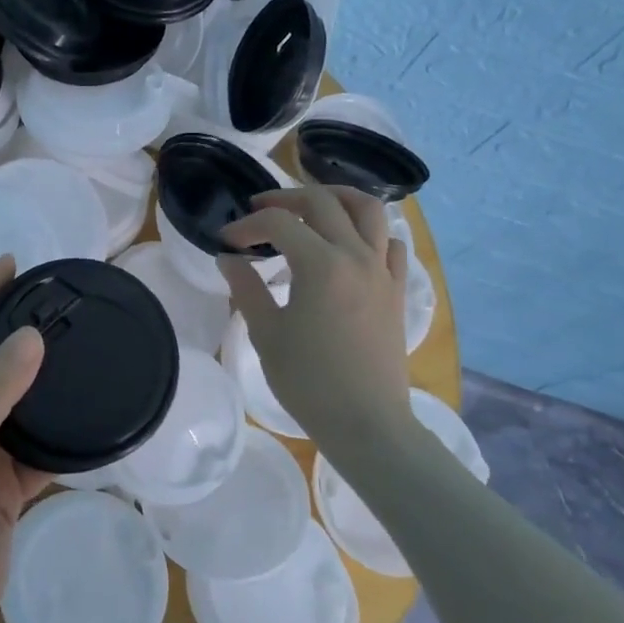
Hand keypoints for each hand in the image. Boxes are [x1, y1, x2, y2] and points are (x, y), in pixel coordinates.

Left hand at [0, 256, 50, 622]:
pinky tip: (90, 413)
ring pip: (17, 403)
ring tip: (75, 343)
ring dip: (43, 377)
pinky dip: (63, 432)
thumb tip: (32, 337)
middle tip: (53, 298)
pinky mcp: (8, 483)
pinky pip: (41, 446)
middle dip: (14, 329)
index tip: (10, 265)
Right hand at [218, 184, 413, 439]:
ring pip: (368, 210)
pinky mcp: (396, 290)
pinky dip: (370, 231)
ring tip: (311, 205)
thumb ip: (246, 288)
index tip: (227, 241)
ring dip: (336, 197)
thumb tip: (229, 258)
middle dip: (285, 198)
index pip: (279, 223)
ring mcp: (383, 271)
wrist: (367, 424)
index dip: (248, 225)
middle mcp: (357, 256)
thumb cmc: (310, 383)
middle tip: (259, 211)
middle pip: (323, 202)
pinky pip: (391, 243)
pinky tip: (350, 243)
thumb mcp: (266, 334)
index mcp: (321, 264)